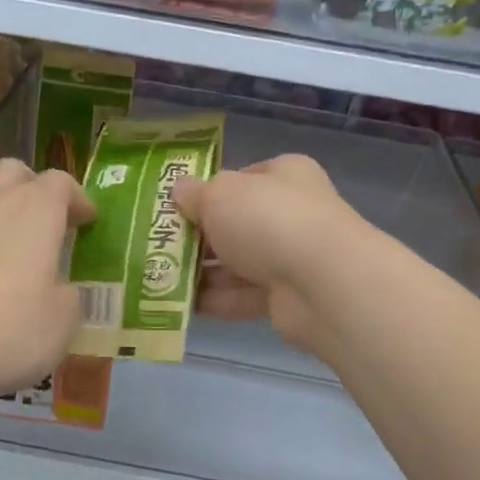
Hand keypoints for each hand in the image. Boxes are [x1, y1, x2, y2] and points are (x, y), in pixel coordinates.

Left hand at [0, 159, 93, 407]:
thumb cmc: (7, 334)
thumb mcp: (63, 323)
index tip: (86, 220)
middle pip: (11, 169)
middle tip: (41, 215)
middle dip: (31, 184)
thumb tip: (60, 289)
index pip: (61, 183)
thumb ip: (68, 296)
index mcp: (35, 212)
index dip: (78, 197)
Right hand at [173, 155, 365, 352]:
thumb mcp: (220, 195)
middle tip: (157, 246)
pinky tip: (181, 304)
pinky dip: (215, 300)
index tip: (174, 208)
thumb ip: (195, 194)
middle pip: (237, 224)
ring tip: (159, 278)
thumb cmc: (268, 220)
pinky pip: (243, 296)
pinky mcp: (288, 297)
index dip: (208, 191)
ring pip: (238, 263)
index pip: (242, 178)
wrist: (322, 283)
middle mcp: (292, 213)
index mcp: (284, 175)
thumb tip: (178, 191)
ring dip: (202, 272)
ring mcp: (293, 257)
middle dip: (199, 237)